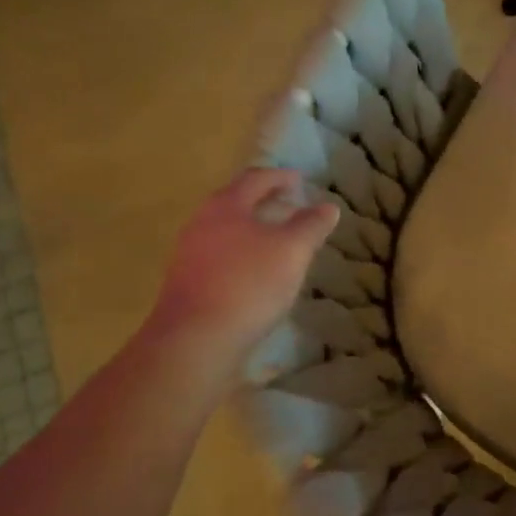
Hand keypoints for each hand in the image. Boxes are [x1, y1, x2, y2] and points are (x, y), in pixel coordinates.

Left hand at [147, 169, 338, 356]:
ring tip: (278, 241)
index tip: (300, 180)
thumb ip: (311, 225)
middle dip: (264, 202)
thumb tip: (328, 206)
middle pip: (235, 202)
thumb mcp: (292, 251)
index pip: (255, 179)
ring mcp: (189, 253)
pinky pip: (220, 256)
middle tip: (290, 206)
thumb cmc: (249, 284)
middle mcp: (201, 223)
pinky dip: (242, 254)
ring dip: (253, 229)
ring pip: (226, 230)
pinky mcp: (188, 282)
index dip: (280, 177)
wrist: (196, 338)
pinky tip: (257, 272)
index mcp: (225, 206)